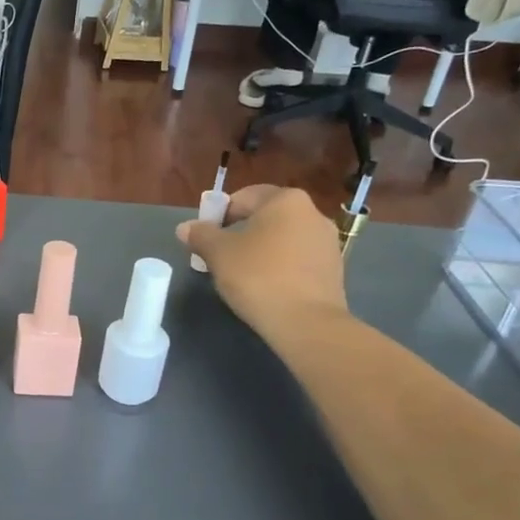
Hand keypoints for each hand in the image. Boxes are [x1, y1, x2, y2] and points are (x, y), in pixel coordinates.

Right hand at [176, 185, 347, 332]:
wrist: (306, 322)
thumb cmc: (258, 277)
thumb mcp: (218, 254)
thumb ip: (201, 235)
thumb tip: (185, 227)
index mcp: (285, 200)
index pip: (243, 197)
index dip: (218, 215)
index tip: (206, 239)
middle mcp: (312, 212)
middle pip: (266, 217)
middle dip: (241, 233)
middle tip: (221, 257)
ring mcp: (327, 241)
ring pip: (283, 238)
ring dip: (262, 250)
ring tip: (244, 275)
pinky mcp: (334, 268)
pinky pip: (298, 258)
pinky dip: (281, 266)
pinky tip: (268, 287)